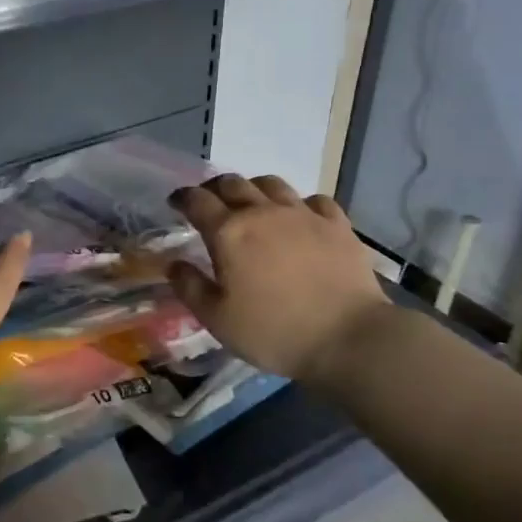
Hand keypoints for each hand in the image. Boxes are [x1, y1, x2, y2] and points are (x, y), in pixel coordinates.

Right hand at [166, 174, 390, 380]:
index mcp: (228, 232)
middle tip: (210, 202)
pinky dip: (300, 204)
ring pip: (272, 184)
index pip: (197, 201)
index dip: (182, 198)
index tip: (176, 203)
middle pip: (233, 183)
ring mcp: (303, 214)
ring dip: (254, 188)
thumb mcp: (217, 319)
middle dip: (215, 188)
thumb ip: (190, 287)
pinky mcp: (337, 224)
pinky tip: (300, 218)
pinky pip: (314, 200)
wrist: (347, 338)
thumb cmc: (273, 332)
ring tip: (252, 203)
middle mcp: (263, 212)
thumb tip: (174, 264)